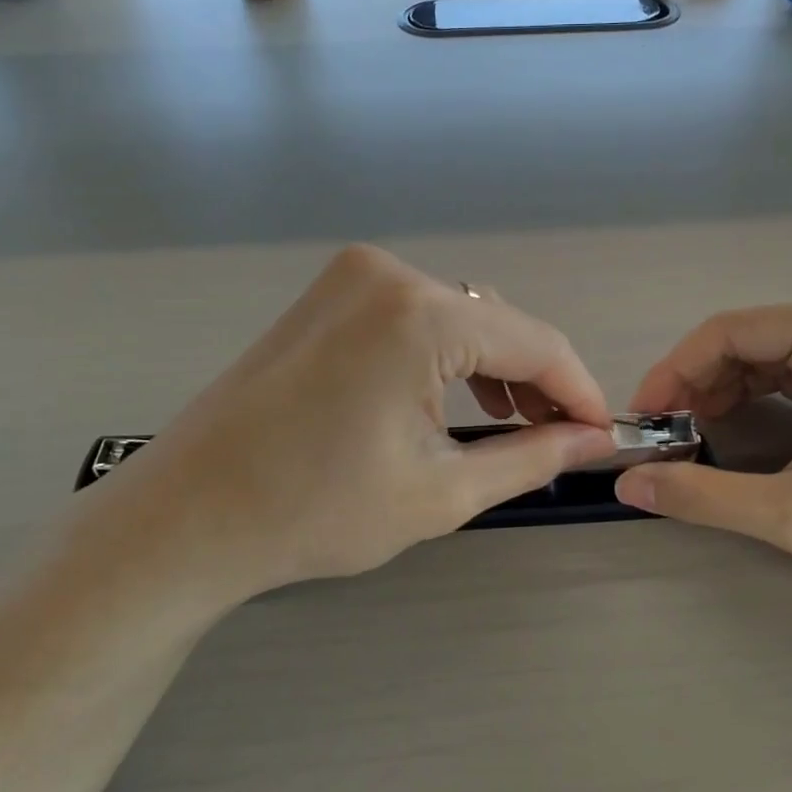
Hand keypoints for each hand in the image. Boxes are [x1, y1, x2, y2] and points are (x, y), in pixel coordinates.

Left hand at [69, 245, 615, 595]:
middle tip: (557, 439)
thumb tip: (592, 439)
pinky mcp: (328, 295)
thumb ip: (533, 456)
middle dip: (534, 382)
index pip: (535, 342)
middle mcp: (387, 273)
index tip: (603, 433)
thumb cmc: (316, 511)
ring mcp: (350, 277)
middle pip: (496, 324)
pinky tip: (454, 400)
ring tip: (511, 425)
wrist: (188, 517)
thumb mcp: (443, 491)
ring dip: (491, 368)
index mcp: (420, 313)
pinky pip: (414, 317)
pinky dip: (445, 356)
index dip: (578, 390)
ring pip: (457, 318)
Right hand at [614, 301, 791, 616]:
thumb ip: (701, 495)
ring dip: (722, 399)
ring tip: (692, 443)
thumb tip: (627, 486)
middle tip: (663, 439)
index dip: (673, 373)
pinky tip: (738, 442)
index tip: (642, 421)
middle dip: (696, 388)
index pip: (727, 332)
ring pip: (767, 364)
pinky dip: (755, 408)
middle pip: (745, 344)